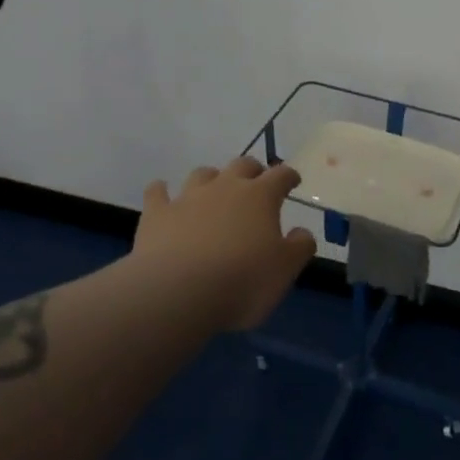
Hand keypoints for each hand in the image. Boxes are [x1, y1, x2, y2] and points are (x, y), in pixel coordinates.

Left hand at [131, 157, 317, 331]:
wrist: (177, 293)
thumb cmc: (241, 281)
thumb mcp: (285, 271)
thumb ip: (299, 247)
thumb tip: (302, 232)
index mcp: (260, 197)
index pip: (280, 176)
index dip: (288, 176)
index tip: (293, 181)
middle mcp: (225, 187)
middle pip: (242, 166)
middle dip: (252, 171)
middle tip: (256, 182)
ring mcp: (188, 197)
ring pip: (202, 174)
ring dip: (211, 178)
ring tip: (213, 190)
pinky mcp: (157, 214)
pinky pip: (157, 193)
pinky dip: (161, 191)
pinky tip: (161, 193)